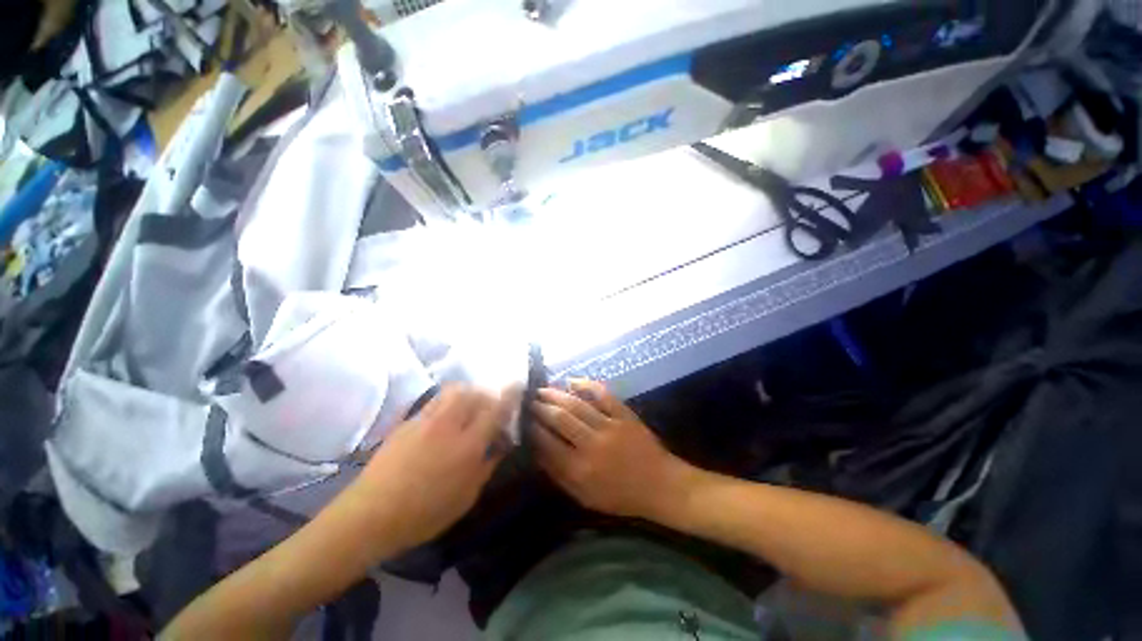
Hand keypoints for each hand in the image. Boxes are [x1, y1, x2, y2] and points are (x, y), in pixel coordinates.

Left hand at [350, 385, 517, 553]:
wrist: (370, 515)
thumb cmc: (424, 513)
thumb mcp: (466, 497)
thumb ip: (486, 466)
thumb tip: (499, 446)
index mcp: (468, 445)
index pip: (495, 411)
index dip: (509, 395)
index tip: (517, 385)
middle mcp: (448, 425)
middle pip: (473, 392)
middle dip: (485, 394)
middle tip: (488, 408)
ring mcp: (425, 420)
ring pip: (452, 392)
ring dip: (466, 394)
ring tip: (466, 409)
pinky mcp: (407, 423)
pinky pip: (434, 402)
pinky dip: (446, 404)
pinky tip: (441, 423)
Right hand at [530, 380, 693, 519]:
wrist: (659, 485)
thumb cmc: (620, 496)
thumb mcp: (585, 496)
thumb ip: (559, 474)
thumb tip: (537, 451)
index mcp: (580, 470)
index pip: (547, 443)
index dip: (532, 429)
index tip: (523, 420)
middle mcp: (592, 445)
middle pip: (560, 418)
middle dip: (541, 407)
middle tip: (529, 400)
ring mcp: (610, 426)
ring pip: (577, 404)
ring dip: (556, 394)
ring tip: (542, 390)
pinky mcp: (624, 415)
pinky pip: (602, 395)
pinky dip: (586, 385)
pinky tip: (572, 381)